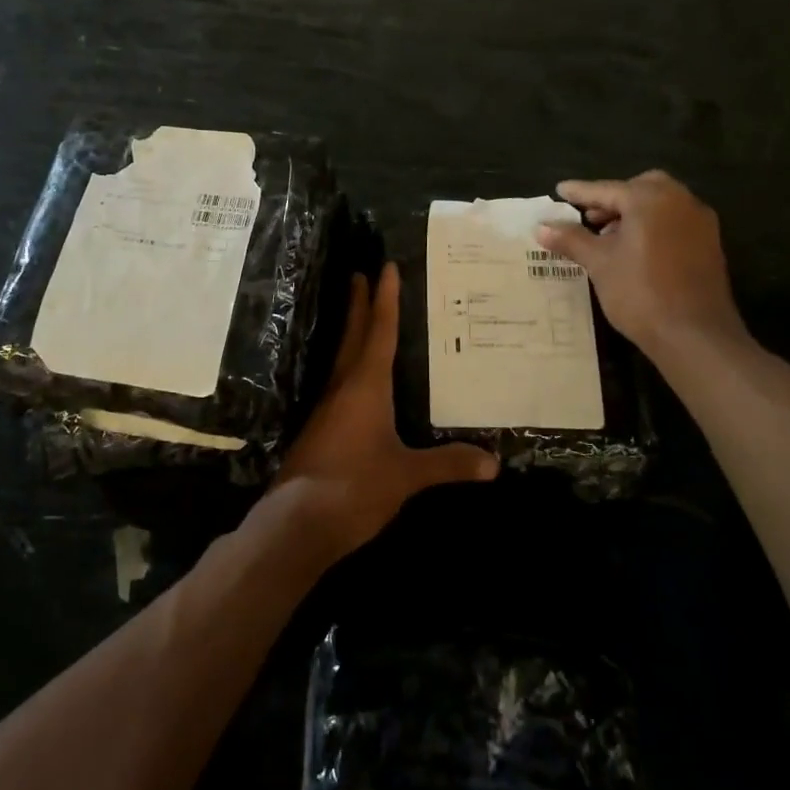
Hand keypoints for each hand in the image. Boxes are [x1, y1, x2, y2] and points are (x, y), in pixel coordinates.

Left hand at [269, 263, 497, 561]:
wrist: (296, 523)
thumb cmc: (354, 488)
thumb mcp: (406, 476)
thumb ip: (447, 465)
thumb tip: (493, 464)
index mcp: (366, 386)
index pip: (379, 332)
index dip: (385, 299)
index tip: (384, 266)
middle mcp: (343, 388)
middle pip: (353, 336)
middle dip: (359, 304)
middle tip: (360, 273)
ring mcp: (326, 409)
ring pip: (342, 358)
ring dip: (351, 332)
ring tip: (359, 314)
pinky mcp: (319, 430)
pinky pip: (338, 384)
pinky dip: (350, 367)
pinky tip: (355, 379)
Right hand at [537, 171, 748, 357]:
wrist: (695, 334)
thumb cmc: (640, 292)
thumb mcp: (599, 263)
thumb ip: (571, 239)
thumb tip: (542, 227)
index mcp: (650, 199)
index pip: (607, 189)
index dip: (580, 192)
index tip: (560, 190)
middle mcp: (679, 201)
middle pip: (640, 189)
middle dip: (612, 199)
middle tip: (589, 216)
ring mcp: (699, 222)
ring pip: (660, 205)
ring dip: (633, 213)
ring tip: (608, 236)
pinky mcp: (710, 244)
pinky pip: (674, 222)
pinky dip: (652, 226)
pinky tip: (635, 251)